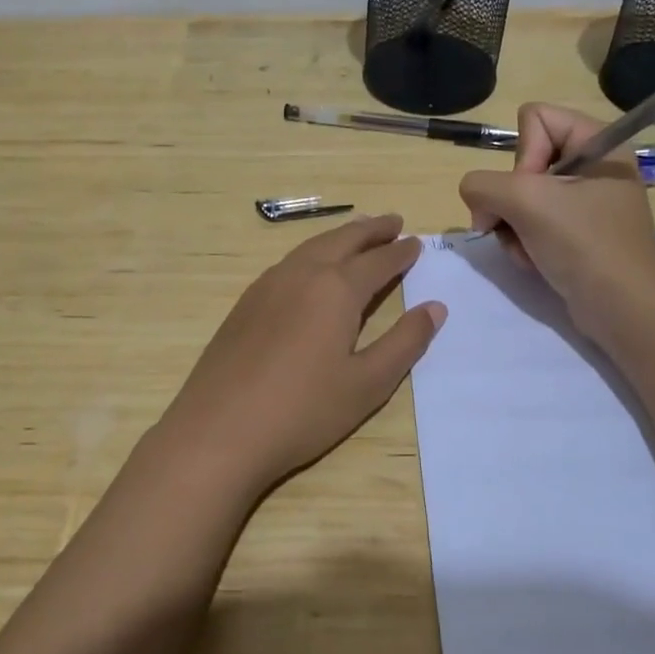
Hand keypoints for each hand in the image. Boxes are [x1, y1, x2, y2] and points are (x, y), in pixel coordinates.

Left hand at [152, 215, 444, 498]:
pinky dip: (310, 254)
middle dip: (370, 230)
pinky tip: (310, 269)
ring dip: (339, 237)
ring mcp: (266, 286)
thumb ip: (405, 342)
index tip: (416, 242)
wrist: (219, 431)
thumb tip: (435, 307)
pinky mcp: (244, 304)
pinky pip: (287, 264)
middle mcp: (301, 275)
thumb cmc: (304, 410)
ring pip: (310, 247)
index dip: (400, 252)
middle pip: (341, 240)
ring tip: (356, 236)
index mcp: (336, 289)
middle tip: (393, 222)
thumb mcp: (368, 383)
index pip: (378, 261)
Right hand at [458, 104, 654, 331]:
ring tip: (528, 249)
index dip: (523, 155)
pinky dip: (524, 242)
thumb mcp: (526, 202)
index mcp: (599, 142)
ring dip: (513, 226)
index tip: (531, 192)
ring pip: (521, 196)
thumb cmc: (584, 245)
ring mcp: (586, 202)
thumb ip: (482, 185)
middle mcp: (594, 166)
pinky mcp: (578, 233)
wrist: (623, 310)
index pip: (535, 118)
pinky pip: (533, 223)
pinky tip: (534, 261)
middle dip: (511, 198)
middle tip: (517, 225)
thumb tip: (477, 202)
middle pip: (525, 160)